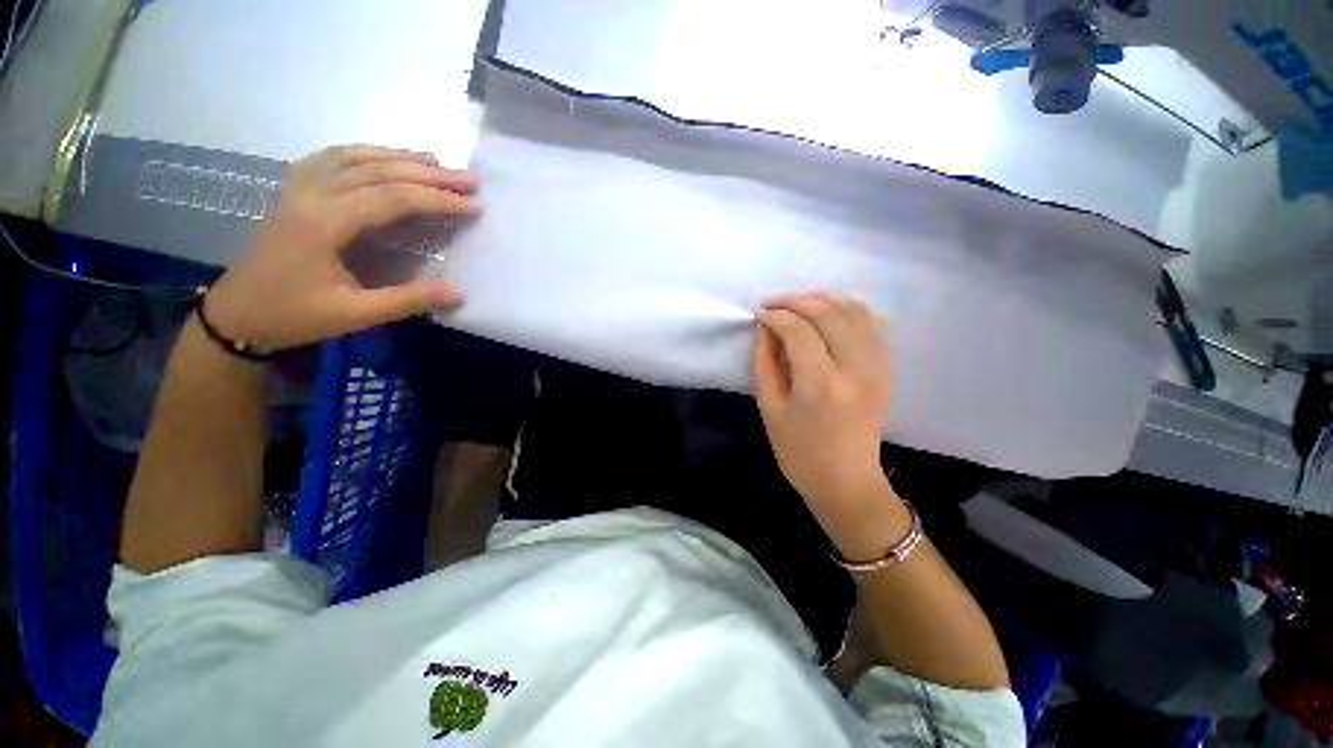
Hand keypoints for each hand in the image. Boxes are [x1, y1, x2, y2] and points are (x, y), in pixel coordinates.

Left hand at [205, 145, 478, 353]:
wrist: (237, 314)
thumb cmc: (294, 315)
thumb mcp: (354, 315)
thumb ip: (408, 301)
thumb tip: (459, 293)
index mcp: (323, 222)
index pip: (392, 198)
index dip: (437, 199)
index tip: (473, 205)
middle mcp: (311, 194)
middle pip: (377, 170)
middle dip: (428, 173)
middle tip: (469, 178)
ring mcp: (298, 188)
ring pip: (355, 156)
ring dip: (399, 157)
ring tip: (437, 162)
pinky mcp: (294, 191)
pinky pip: (332, 158)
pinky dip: (365, 152)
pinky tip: (383, 156)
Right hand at [751, 292, 894, 538]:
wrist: (847, 481)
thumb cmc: (799, 452)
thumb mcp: (769, 409)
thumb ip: (764, 362)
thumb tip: (765, 328)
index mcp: (821, 385)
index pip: (798, 331)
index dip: (775, 315)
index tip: (758, 313)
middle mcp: (856, 369)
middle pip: (828, 313)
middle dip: (796, 301)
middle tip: (773, 303)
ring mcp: (877, 367)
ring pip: (854, 311)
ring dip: (823, 298)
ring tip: (797, 302)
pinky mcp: (885, 369)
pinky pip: (871, 323)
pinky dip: (848, 308)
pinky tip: (828, 311)